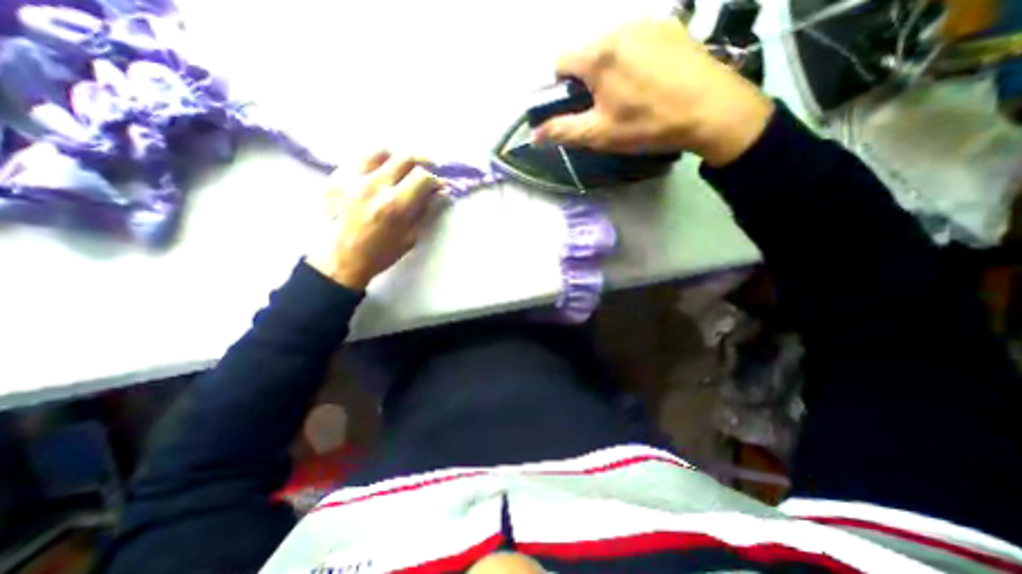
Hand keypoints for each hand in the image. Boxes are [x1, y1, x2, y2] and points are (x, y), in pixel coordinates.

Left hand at [307, 150, 444, 287]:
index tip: (438, 186)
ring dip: (397, 158)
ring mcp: (352, 179)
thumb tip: (439, 192)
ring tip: (402, 168)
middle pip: (405, 157)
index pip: (422, 176)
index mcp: (395, 205)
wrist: (341, 258)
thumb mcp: (411, 236)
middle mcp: (374, 186)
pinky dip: (375, 162)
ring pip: (380, 151)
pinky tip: (379, 173)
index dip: (435, 180)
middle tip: (428, 170)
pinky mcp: (336, 177)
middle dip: (422, 162)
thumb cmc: (381, 253)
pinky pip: (360, 158)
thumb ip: (426, 210)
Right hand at [536, 18, 774, 164]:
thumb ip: (563, 130)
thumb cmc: (647, 124)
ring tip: (627, 95)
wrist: (711, 111)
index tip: (574, 107)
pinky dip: (630, 59)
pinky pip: (635, 40)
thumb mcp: (599, 134)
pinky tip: (647, 81)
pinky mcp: (670, 26)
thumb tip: (535, 134)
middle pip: (585, 52)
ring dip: (607, 69)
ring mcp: (648, 22)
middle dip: (585, 79)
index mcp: (598, 54)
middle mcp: (619, 27)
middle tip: (602, 106)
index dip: (560, 87)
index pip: (560, 61)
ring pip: (610, 46)